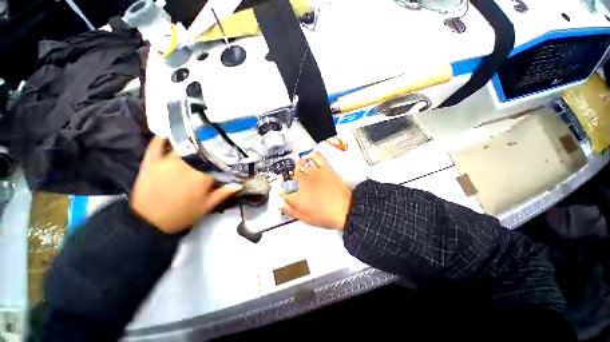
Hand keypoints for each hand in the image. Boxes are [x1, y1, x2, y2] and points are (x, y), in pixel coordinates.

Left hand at [130, 137, 241, 233]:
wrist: (149, 222)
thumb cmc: (182, 215)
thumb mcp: (206, 207)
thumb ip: (223, 193)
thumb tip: (240, 184)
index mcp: (202, 177)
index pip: (217, 162)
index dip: (224, 158)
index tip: (230, 154)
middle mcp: (186, 165)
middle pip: (201, 150)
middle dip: (209, 145)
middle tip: (215, 140)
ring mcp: (167, 162)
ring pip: (182, 145)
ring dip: (191, 139)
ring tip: (198, 133)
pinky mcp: (151, 162)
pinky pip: (155, 145)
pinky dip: (162, 138)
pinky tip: (169, 133)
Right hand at [280, 152, 351, 229]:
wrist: (346, 210)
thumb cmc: (326, 216)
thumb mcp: (305, 219)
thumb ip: (291, 210)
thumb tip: (281, 204)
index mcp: (297, 196)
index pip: (283, 190)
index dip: (284, 192)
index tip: (287, 193)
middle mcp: (303, 182)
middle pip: (290, 176)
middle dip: (290, 180)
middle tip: (296, 184)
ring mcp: (314, 173)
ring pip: (301, 166)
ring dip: (299, 170)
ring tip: (302, 174)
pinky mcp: (324, 168)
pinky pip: (315, 156)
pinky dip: (310, 155)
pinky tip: (308, 159)